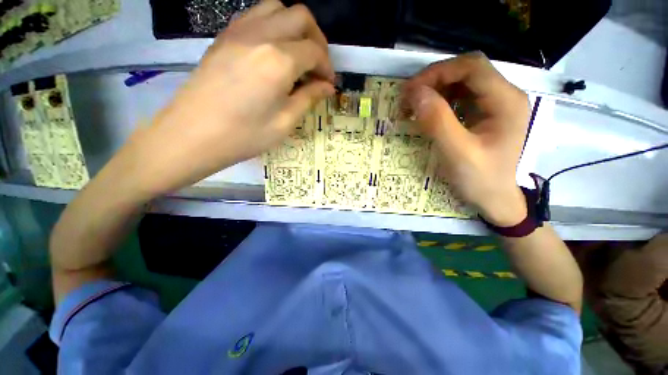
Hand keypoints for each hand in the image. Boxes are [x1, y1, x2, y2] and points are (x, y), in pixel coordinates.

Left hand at [126, 0, 334, 196]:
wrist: (193, 135)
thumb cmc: (244, 135)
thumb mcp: (285, 122)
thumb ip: (309, 98)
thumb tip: (328, 86)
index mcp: (278, 61)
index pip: (315, 51)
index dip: (327, 68)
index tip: (329, 85)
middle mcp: (261, 35)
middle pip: (300, 17)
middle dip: (317, 40)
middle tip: (318, 67)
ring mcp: (238, 31)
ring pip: (277, 8)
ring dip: (295, 28)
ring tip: (298, 56)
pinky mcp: (224, 36)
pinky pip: (256, 16)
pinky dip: (274, 26)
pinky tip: (274, 52)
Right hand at [403, 52, 529, 225]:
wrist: (494, 199)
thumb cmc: (480, 179)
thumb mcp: (457, 153)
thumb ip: (437, 121)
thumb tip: (414, 93)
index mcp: (506, 101)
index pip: (472, 67)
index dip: (438, 72)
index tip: (410, 91)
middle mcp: (504, 95)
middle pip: (466, 71)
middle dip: (433, 80)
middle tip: (407, 99)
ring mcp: (494, 104)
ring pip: (460, 83)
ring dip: (434, 90)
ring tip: (412, 107)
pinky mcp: (483, 114)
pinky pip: (459, 98)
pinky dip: (439, 101)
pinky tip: (426, 113)